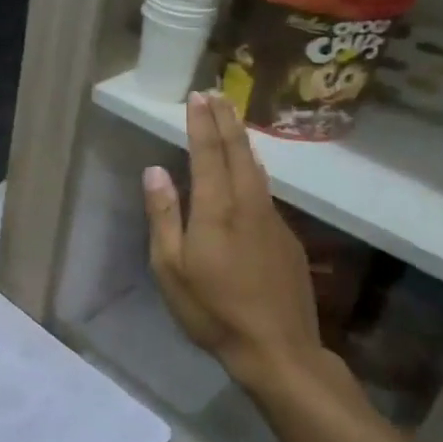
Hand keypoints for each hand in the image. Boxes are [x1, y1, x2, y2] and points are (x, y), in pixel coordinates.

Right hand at [142, 92, 327, 394]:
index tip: (196, 96)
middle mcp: (248, 204)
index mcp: (216, 210)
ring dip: (241, 139)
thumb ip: (164, 216)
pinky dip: (253, 168)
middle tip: (216, 93)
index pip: (208, 153)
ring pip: (256, 168)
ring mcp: (272, 220)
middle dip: (225, 120)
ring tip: (232, 120)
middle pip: (237, 152)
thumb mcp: (171, 268)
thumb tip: (156, 171)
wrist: (277, 348)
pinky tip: (249, 169)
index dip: (201, 123)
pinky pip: (265, 190)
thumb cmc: (212, 310)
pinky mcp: (286, 238)